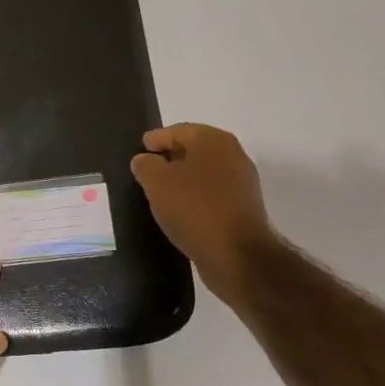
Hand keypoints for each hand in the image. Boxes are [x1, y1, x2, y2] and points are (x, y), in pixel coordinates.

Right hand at [130, 123, 277, 299]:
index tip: (141, 148)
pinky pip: (212, 194)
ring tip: (161, 191)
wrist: (237, 254)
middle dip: (170, 157)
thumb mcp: (157, 182)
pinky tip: (180, 209)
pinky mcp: (243, 208)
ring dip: (183, 179)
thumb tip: (145, 160)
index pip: (178, 131)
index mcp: (213, 141)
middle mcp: (232, 155)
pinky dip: (195, 196)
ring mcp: (241, 182)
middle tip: (148, 168)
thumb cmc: (194, 208)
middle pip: (194, 150)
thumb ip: (146, 165)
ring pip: (204, 173)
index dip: (157, 139)